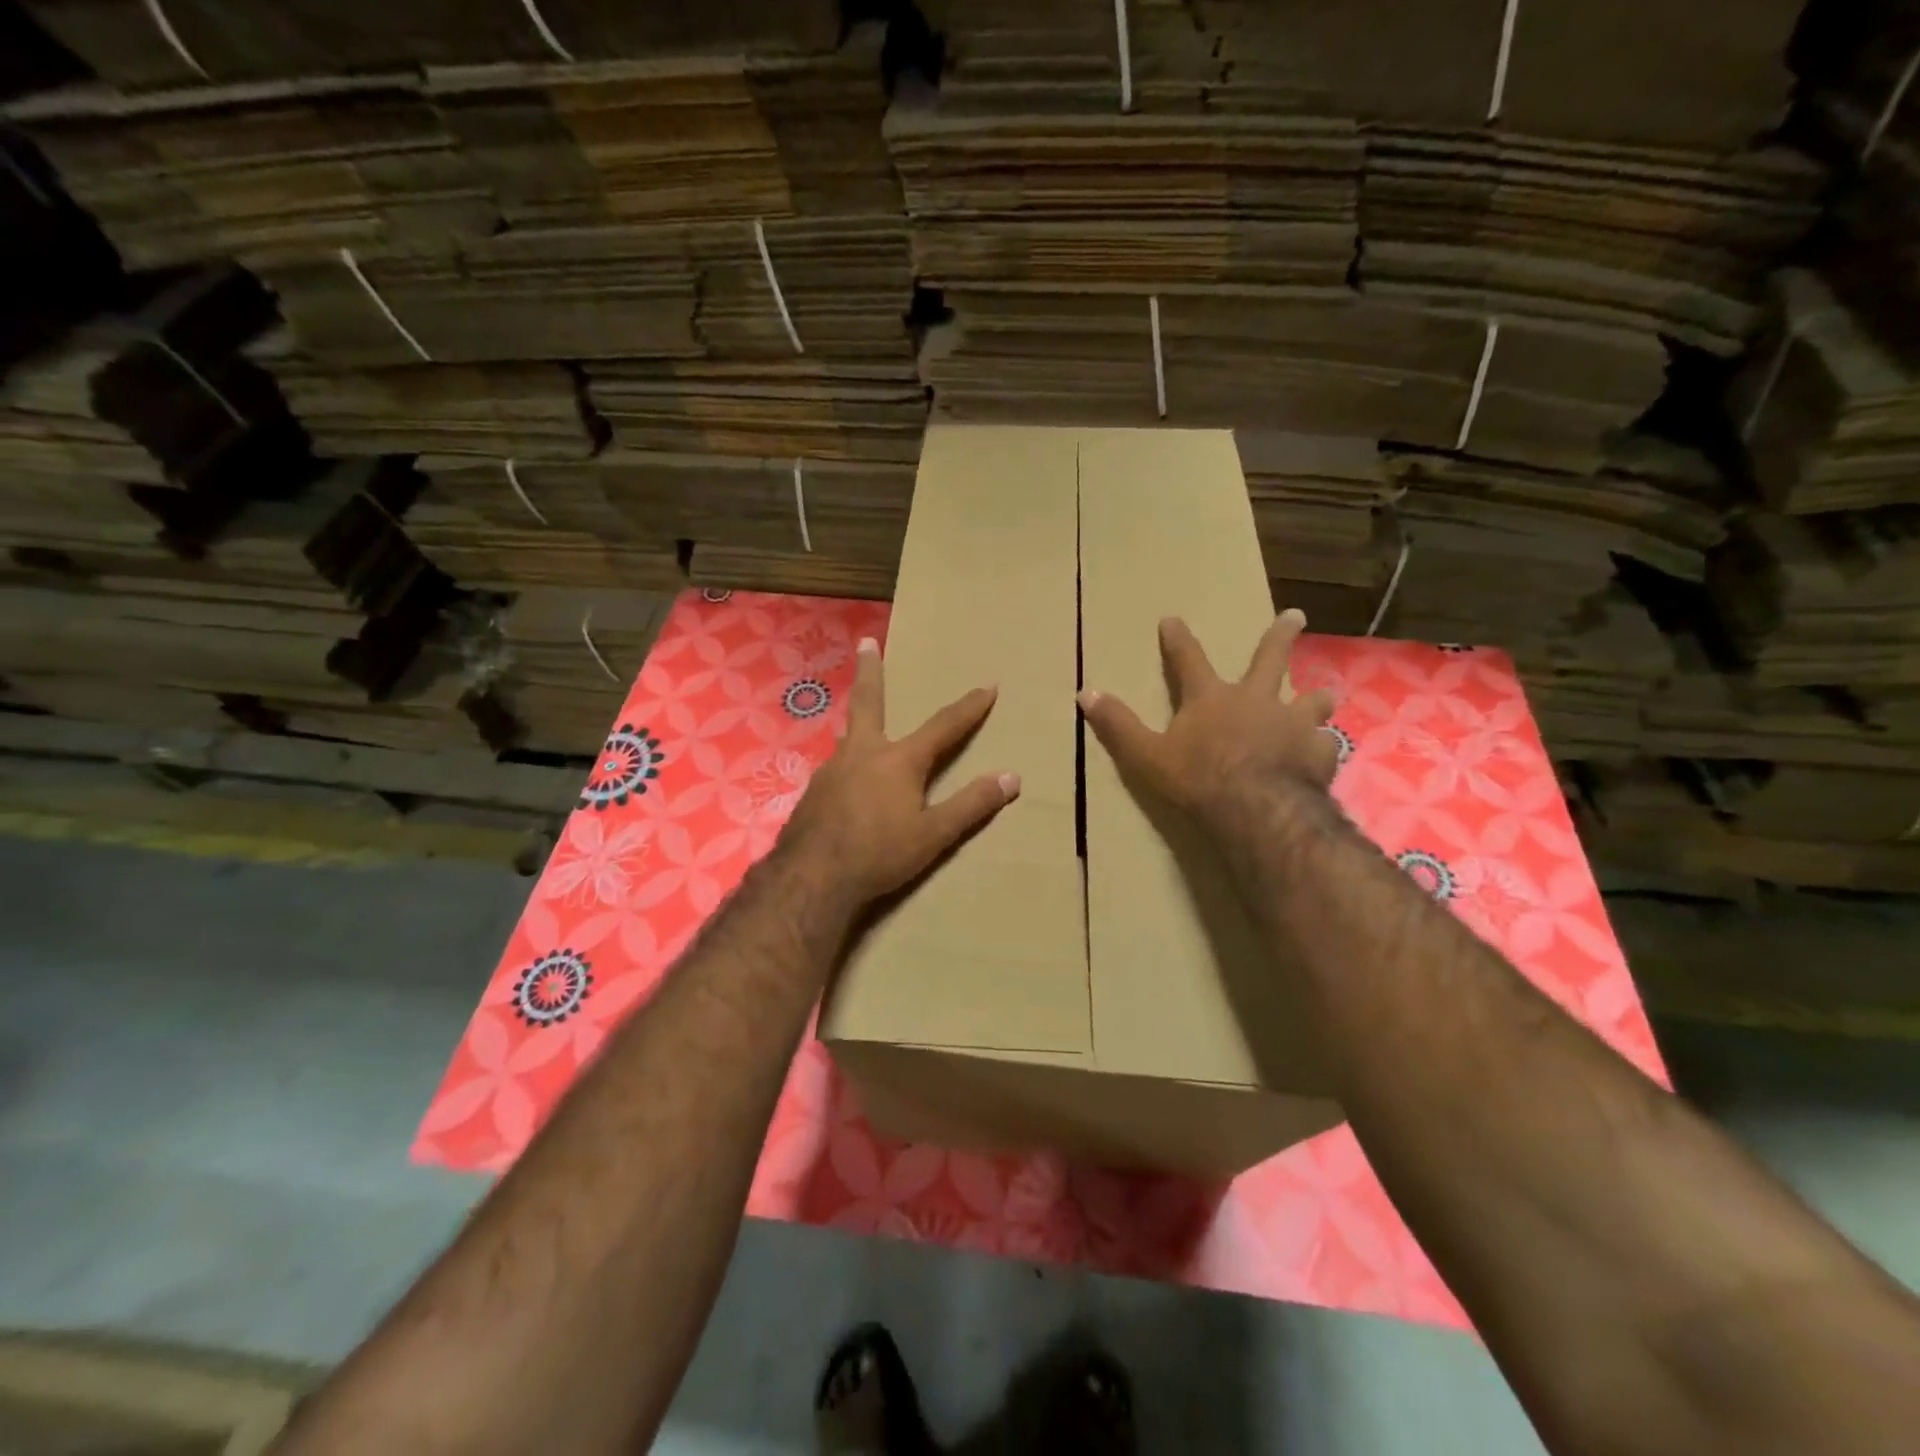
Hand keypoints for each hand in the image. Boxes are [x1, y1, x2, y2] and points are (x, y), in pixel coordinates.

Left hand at [781, 637, 1020, 905]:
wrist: (811, 878)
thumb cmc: (879, 854)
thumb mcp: (934, 834)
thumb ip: (971, 805)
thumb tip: (1011, 778)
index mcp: (899, 760)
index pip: (943, 727)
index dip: (969, 708)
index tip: (988, 686)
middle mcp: (863, 753)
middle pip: (869, 702)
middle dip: (871, 671)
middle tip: (865, 642)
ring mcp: (832, 769)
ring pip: (850, 736)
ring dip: (860, 722)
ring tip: (865, 726)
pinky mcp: (813, 791)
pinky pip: (837, 767)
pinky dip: (848, 764)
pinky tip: (847, 783)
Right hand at [1078, 609, 1337, 819]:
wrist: (1257, 809)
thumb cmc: (1197, 779)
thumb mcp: (1146, 755)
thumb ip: (1118, 725)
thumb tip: (1086, 693)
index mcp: (1211, 698)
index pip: (1188, 660)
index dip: (1177, 639)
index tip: (1172, 618)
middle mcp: (1256, 700)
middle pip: (1270, 659)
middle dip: (1281, 636)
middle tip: (1297, 615)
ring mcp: (1292, 724)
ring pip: (1310, 700)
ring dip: (1315, 697)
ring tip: (1324, 695)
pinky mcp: (1318, 753)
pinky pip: (1325, 744)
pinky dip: (1322, 746)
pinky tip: (1326, 752)